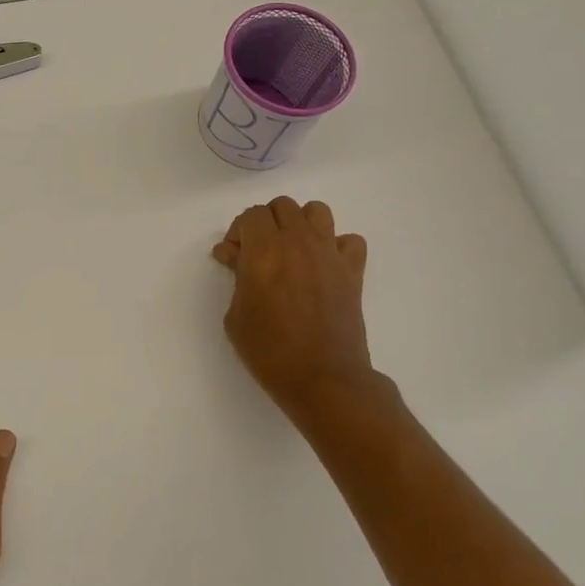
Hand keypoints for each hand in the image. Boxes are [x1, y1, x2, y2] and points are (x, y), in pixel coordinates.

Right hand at [212, 197, 376, 424]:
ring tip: (291, 252)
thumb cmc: (269, 351)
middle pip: (282, 206)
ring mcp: (329, 254)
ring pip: (317, 211)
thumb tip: (236, 257)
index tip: (232, 258)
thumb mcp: (235, 316)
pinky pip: (349, 240)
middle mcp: (298, 242)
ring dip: (300, 224)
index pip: (251, 215)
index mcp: (264, 250)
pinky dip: (336, 246)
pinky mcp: (353, 271)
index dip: (238, 232)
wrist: (323, 379)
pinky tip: (323, 267)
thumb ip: (236, 277)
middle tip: (257, 254)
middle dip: (265, 223)